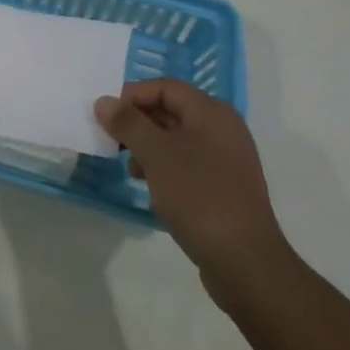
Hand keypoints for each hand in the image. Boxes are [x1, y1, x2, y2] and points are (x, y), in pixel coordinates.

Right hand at [95, 79, 288, 310]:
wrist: (245, 262)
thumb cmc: (198, 196)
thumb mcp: (156, 154)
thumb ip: (128, 123)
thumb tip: (104, 101)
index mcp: (212, 112)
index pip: (165, 87)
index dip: (133, 96)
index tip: (107, 117)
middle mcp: (223, 129)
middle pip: (171, 111)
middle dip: (138, 123)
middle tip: (113, 142)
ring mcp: (227, 159)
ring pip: (177, 139)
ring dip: (148, 147)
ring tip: (131, 169)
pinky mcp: (225, 187)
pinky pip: (188, 163)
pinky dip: (165, 168)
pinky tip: (151, 188)